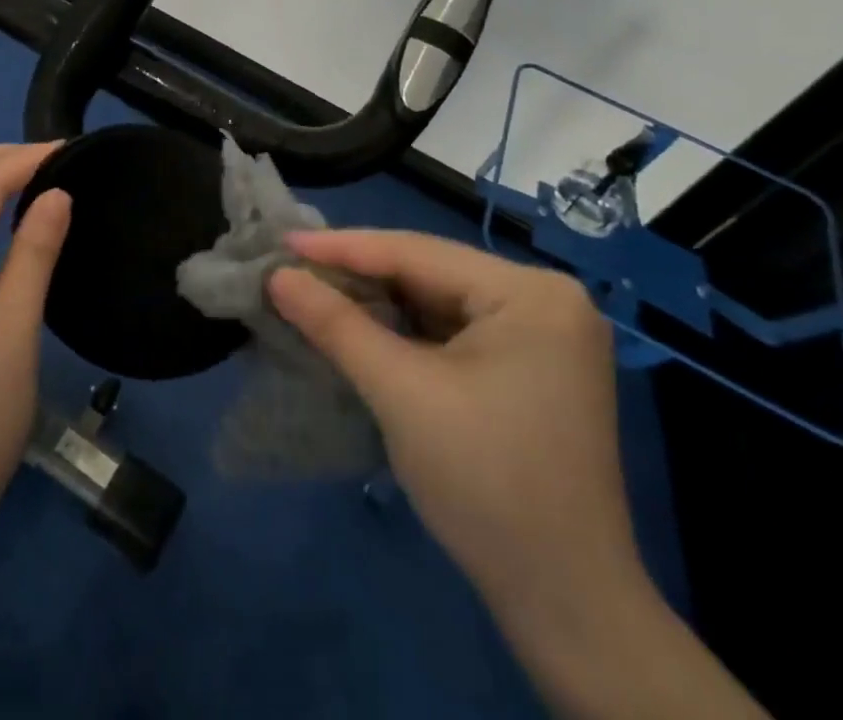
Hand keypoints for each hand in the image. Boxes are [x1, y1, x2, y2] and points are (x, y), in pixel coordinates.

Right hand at [268, 231, 637, 614]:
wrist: (565, 603)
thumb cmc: (485, 483)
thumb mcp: (400, 393)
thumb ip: (336, 324)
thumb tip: (277, 275)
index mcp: (531, 292)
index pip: (418, 252)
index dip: (343, 246)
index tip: (283, 240)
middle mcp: (546, 298)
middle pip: (430, 272)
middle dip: (360, 273)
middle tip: (293, 265)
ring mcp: (543, 333)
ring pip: (438, 299)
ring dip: (379, 299)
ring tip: (315, 288)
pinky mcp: (532, 364)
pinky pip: (453, 327)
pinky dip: (405, 327)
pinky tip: (362, 323)